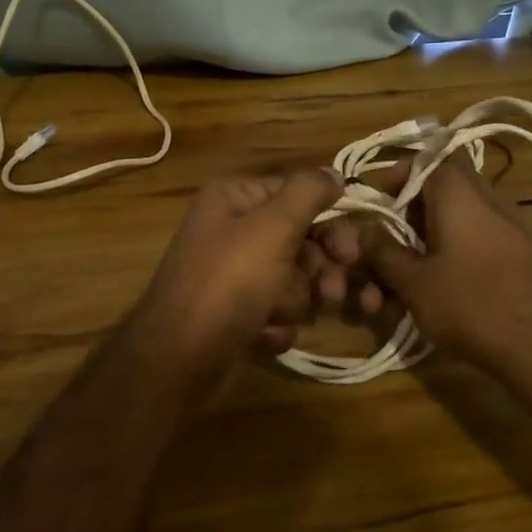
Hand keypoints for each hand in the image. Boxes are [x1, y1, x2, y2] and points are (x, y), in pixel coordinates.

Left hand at [135, 169, 344, 362]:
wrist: (181, 360)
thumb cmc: (227, 284)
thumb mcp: (272, 228)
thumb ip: (308, 192)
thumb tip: (334, 172)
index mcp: (236, 197)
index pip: (301, 195)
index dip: (331, 224)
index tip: (350, 254)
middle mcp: (234, 228)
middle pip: (302, 240)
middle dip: (316, 271)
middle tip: (331, 294)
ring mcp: (236, 272)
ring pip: (295, 280)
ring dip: (292, 302)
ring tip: (272, 315)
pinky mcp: (239, 310)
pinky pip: (278, 310)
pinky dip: (274, 325)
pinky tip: (258, 334)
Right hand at [348, 152, 531, 377]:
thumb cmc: (473, 304)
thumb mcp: (413, 281)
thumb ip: (382, 251)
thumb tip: (360, 229)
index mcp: (459, 193)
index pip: (428, 158)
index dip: (399, 174)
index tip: (379, 204)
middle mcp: (489, 201)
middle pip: (438, 197)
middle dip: (405, 225)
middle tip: (383, 256)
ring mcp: (512, 231)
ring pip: (455, 230)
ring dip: (423, 255)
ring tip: (395, 300)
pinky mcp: (525, 260)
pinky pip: (477, 249)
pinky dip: (451, 267)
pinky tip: (434, 305)